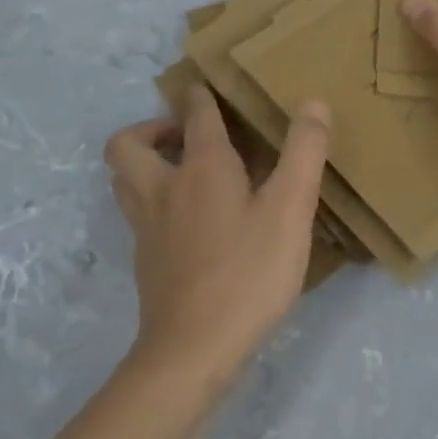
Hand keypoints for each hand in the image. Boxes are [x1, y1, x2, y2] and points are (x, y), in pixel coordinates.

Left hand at [105, 84, 330, 400]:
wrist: (193, 351)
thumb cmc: (248, 273)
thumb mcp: (290, 210)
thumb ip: (304, 153)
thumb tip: (312, 102)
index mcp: (202, 169)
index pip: (195, 116)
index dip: (200, 96)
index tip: (206, 87)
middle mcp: (164, 190)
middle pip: (128, 145)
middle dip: (150, 128)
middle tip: (183, 135)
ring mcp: (148, 229)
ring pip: (124, 181)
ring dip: (144, 164)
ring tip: (181, 171)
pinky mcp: (147, 262)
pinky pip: (139, 215)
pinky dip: (155, 202)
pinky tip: (188, 222)